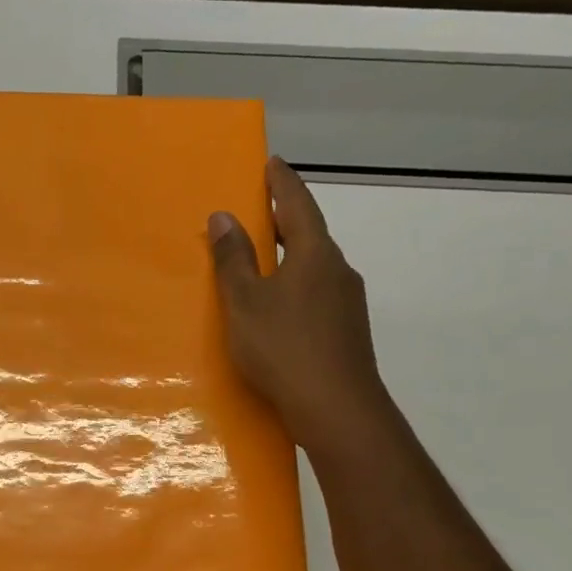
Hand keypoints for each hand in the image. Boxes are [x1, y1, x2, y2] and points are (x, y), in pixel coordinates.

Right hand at [208, 158, 392, 464]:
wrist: (336, 408)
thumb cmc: (283, 349)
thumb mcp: (245, 304)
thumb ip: (233, 261)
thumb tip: (223, 215)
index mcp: (314, 254)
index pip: (296, 205)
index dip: (281, 183)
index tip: (271, 162)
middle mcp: (338, 270)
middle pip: (309, 235)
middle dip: (285, 222)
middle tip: (260, 212)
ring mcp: (348, 303)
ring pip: (315, 269)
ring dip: (291, 260)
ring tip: (265, 265)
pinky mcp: (348, 332)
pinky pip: (317, 297)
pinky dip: (296, 290)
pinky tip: (281, 312)